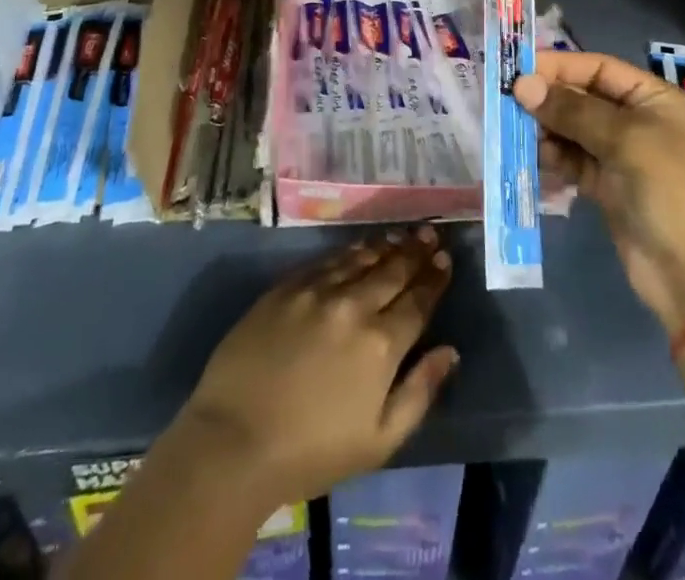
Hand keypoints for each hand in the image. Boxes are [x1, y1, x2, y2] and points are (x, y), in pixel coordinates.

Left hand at [179, 228, 457, 508]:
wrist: (235, 440)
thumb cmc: (311, 452)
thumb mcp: (379, 441)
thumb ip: (419, 393)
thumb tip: (449, 352)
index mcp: (381, 344)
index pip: (418, 300)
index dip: (434, 278)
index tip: (445, 259)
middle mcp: (354, 306)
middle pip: (392, 270)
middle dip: (415, 250)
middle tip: (430, 232)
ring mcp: (317, 291)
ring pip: (361, 258)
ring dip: (385, 245)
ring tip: (401, 234)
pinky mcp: (287, 287)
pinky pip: (327, 260)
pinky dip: (349, 251)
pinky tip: (358, 247)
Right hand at [516, 51, 684, 331]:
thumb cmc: (667, 190)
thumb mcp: (624, 140)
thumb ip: (572, 110)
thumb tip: (522, 85)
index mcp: (654, 99)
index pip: (600, 68)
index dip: (561, 66)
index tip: (520, 70)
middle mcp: (638, 121)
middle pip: (583, 97)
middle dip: (549, 99)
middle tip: (510, 102)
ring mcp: (621, 155)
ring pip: (573, 129)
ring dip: (547, 129)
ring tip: (520, 133)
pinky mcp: (606, 185)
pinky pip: (572, 160)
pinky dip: (554, 156)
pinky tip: (536, 157)